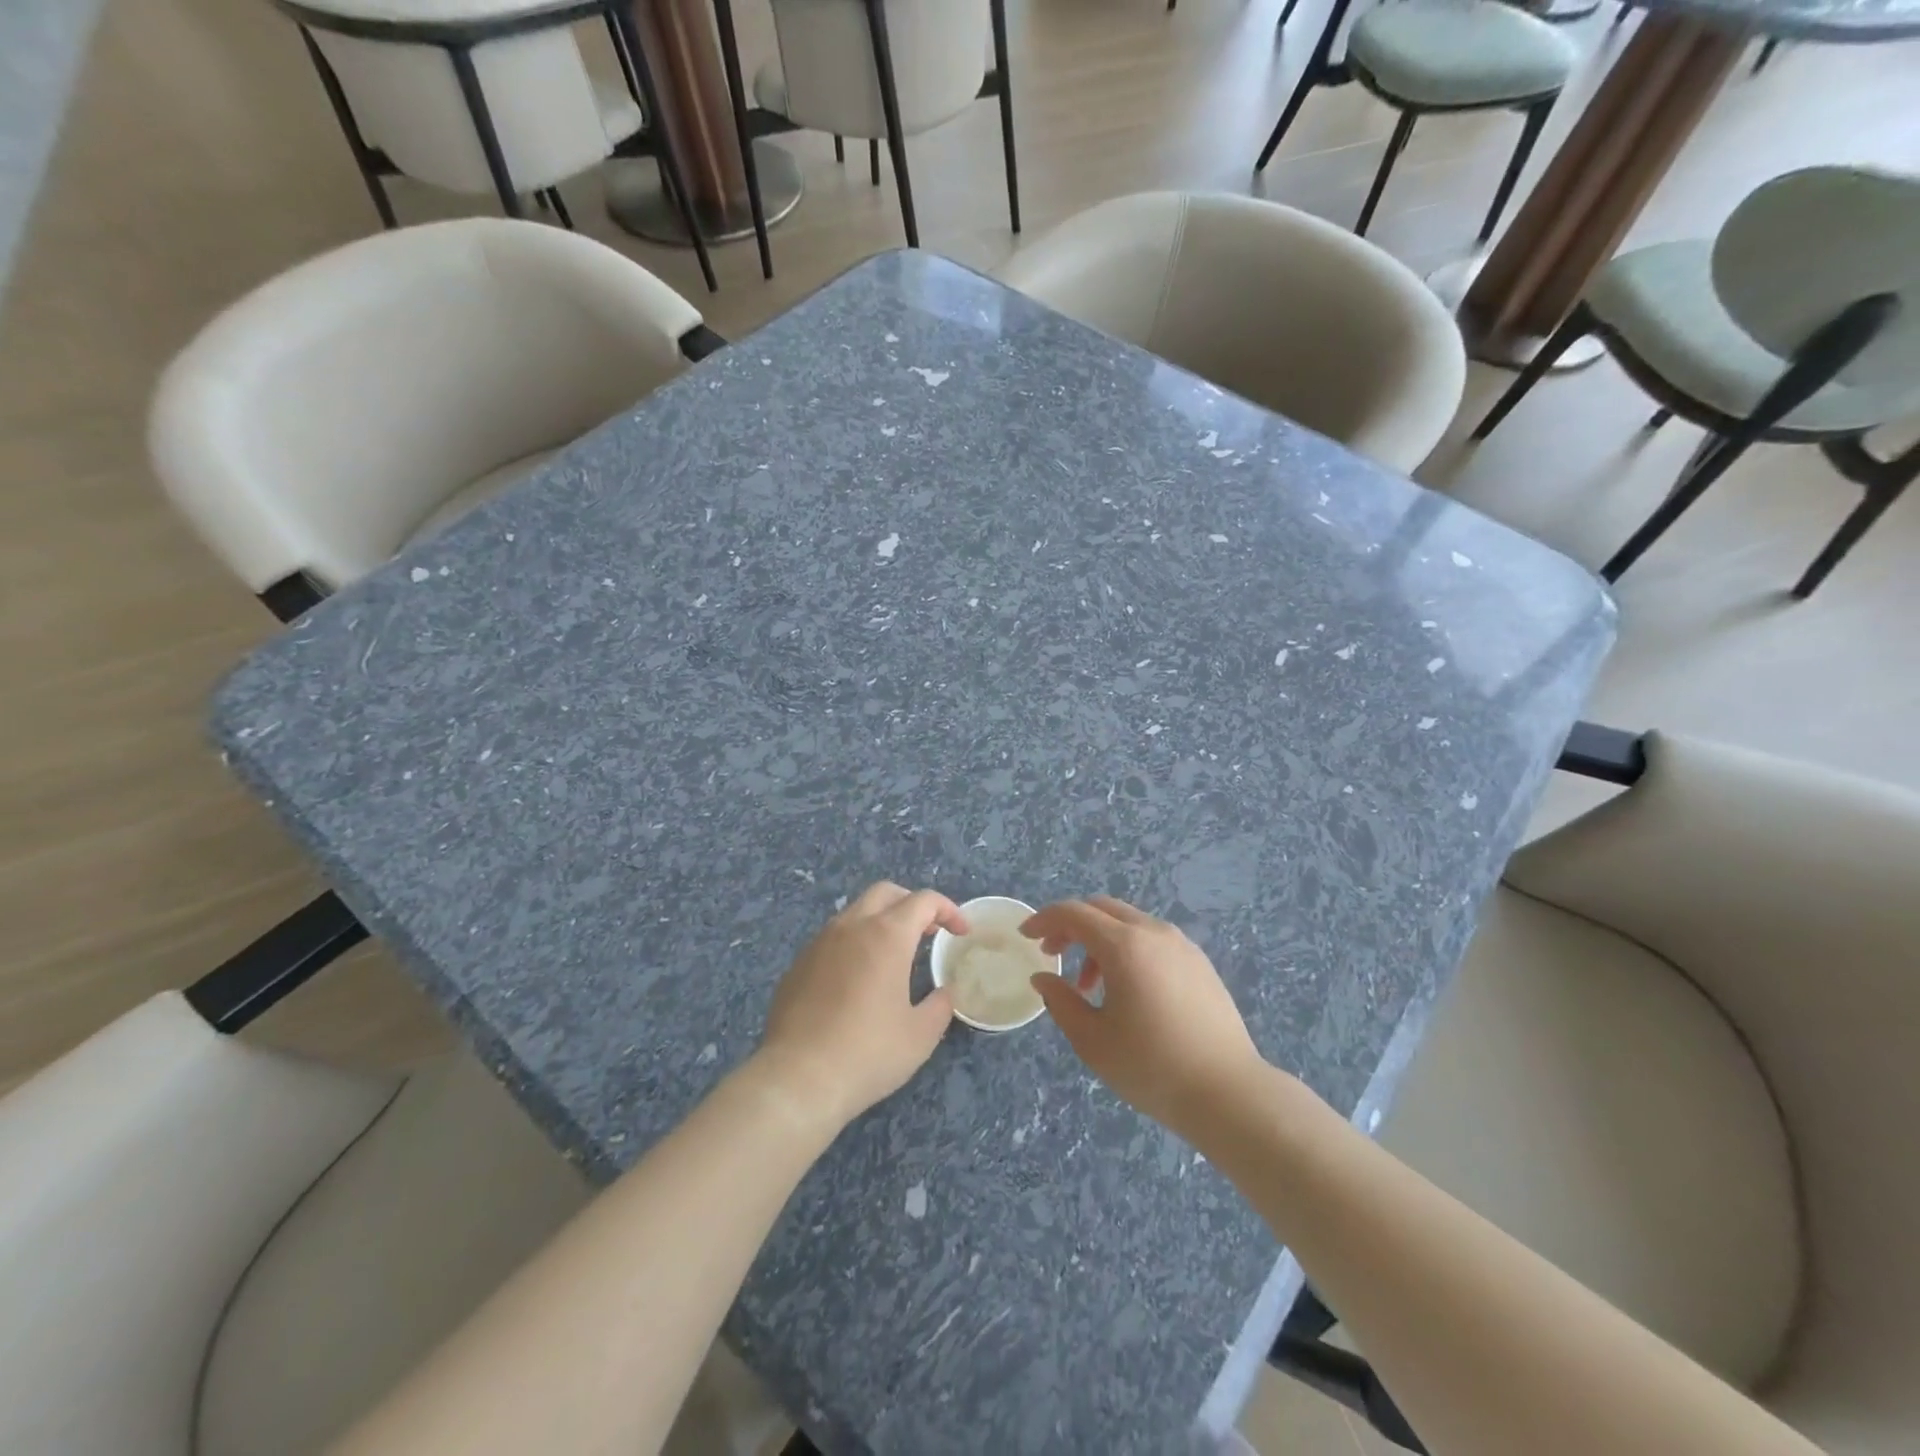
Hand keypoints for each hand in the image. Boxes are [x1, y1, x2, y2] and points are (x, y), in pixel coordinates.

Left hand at [753, 882, 965, 1131]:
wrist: (797, 1078)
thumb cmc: (868, 1053)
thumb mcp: (920, 1035)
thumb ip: (940, 1006)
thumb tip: (943, 993)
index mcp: (887, 935)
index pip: (924, 901)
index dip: (949, 910)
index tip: (961, 932)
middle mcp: (851, 926)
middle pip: (886, 892)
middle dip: (912, 904)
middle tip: (928, 932)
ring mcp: (819, 942)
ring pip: (855, 912)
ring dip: (880, 921)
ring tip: (893, 955)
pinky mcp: (798, 964)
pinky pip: (832, 939)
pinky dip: (854, 944)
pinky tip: (857, 980)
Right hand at [1023, 896, 1266, 1140]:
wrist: (1229, 1093)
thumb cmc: (1152, 1067)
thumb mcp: (1093, 1040)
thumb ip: (1061, 1002)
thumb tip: (1044, 978)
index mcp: (1124, 946)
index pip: (1073, 913)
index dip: (1044, 919)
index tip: (1026, 936)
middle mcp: (1153, 932)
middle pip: (1101, 908)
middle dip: (1071, 925)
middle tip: (1053, 954)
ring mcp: (1181, 945)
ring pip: (1128, 923)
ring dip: (1099, 941)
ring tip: (1089, 987)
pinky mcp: (1199, 962)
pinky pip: (1152, 939)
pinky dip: (1127, 949)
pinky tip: (1127, 990)